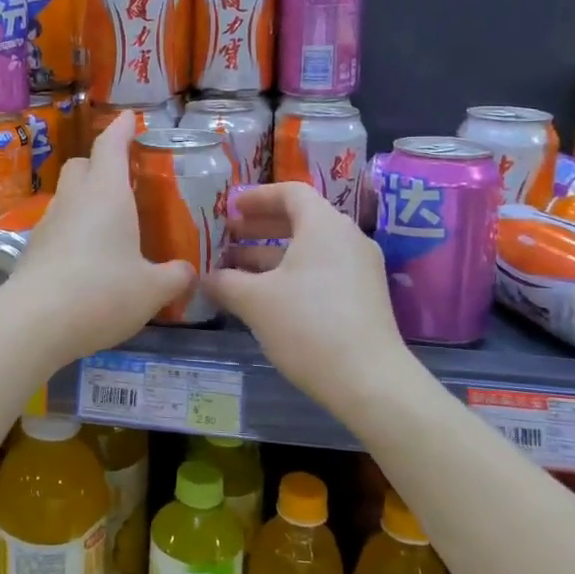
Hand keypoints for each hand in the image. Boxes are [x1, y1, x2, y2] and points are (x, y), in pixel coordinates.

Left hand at [3, 115, 195, 365]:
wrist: (34, 322)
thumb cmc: (102, 292)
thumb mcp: (151, 290)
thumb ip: (174, 277)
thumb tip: (187, 272)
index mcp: (107, 194)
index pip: (111, 146)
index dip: (121, 129)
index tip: (129, 118)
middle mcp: (74, 200)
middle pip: (81, 165)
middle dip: (100, 163)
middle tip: (123, 178)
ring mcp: (48, 224)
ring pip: (66, 196)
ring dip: (85, 199)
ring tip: (109, 224)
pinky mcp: (33, 250)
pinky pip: (57, 227)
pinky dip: (73, 230)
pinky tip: (88, 258)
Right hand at [204, 183, 410, 412]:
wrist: (369, 380)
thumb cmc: (308, 325)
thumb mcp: (255, 301)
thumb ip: (226, 282)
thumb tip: (205, 278)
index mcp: (324, 226)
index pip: (290, 193)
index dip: (257, 197)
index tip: (230, 208)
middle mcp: (347, 238)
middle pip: (300, 219)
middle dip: (260, 228)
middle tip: (227, 237)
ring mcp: (360, 269)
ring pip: (310, 248)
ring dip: (272, 254)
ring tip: (236, 270)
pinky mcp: (364, 297)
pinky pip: (323, 270)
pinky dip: (293, 273)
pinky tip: (266, 296)